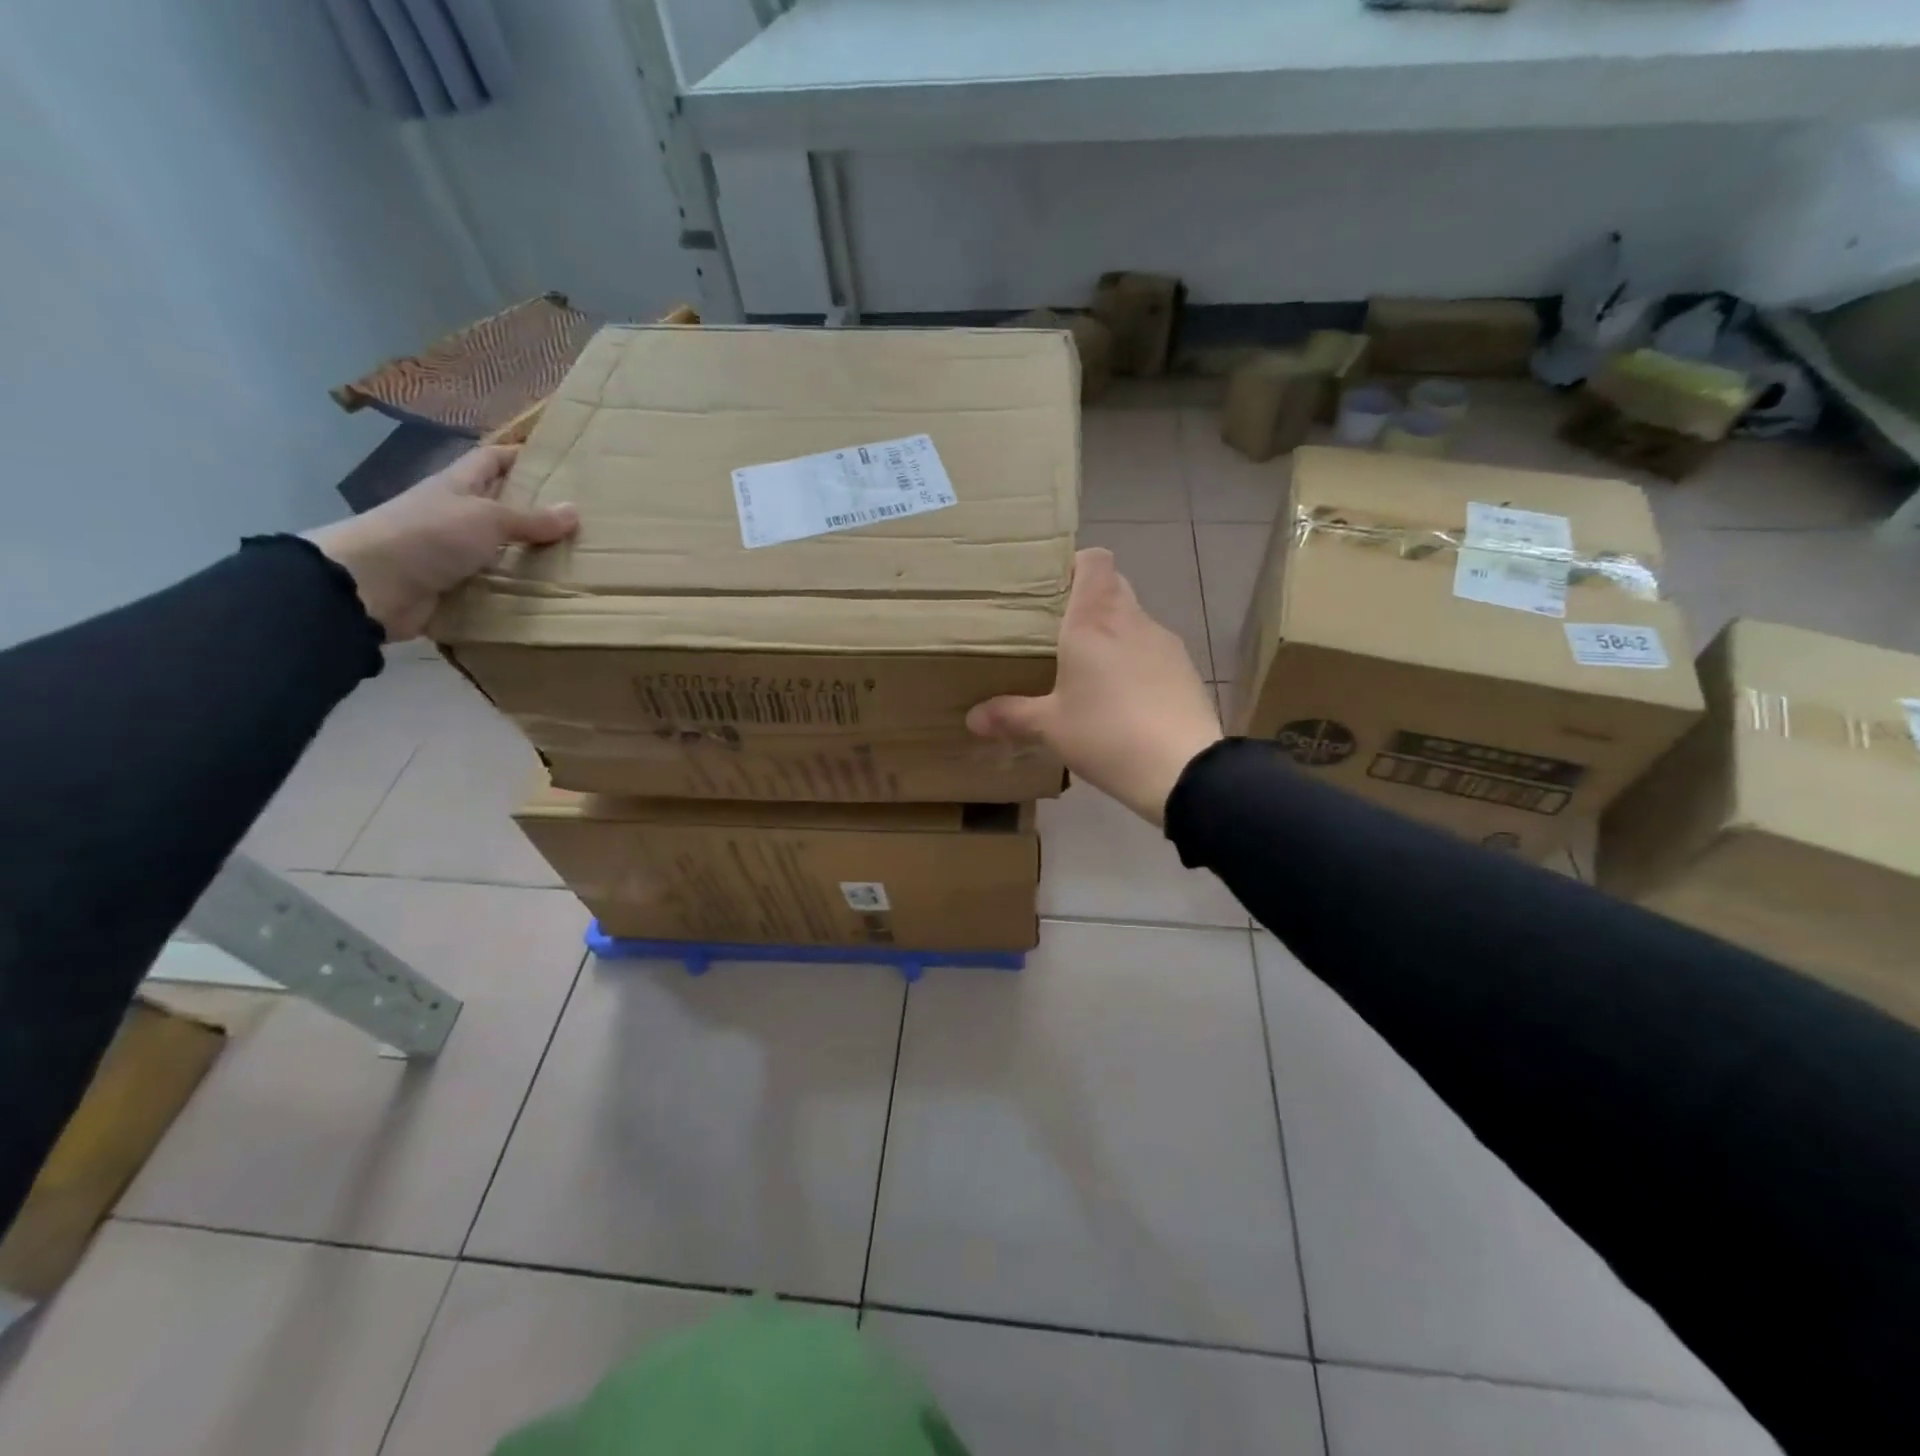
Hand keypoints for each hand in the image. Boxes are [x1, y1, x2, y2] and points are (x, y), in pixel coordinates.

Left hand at [305, 446, 577, 640]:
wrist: (370, 585)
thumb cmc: (428, 535)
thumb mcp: (486, 518)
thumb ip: (530, 518)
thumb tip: (574, 510)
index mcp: (458, 486)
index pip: (491, 459)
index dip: (519, 454)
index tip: (556, 459)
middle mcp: (455, 515)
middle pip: (499, 506)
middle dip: (534, 510)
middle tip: (580, 519)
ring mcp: (451, 552)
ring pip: (499, 549)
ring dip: (529, 556)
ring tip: (574, 562)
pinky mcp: (451, 587)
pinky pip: (492, 585)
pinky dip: (515, 590)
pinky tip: (545, 595)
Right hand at [968, 548, 1222, 824]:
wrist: (1182, 770)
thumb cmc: (1106, 734)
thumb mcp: (1050, 728)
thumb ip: (1010, 716)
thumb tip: (972, 718)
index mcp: (1094, 620)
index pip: (1095, 560)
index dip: (1076, 565)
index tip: (1054, 590)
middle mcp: (1132, 620)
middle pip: (1113, 586)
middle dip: (1089, 602)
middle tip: (1059, 634)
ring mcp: (1165, 643)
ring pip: (1134, 621)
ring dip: (1114, 635)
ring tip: (1090, 672)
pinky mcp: (1186, 670)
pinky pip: (1153, 652)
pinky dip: (1136, 663)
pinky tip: (1124, 700)